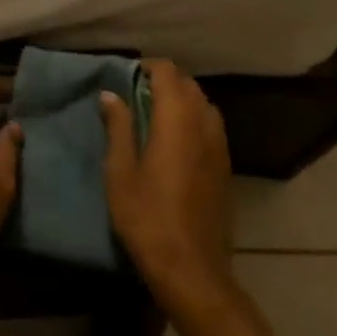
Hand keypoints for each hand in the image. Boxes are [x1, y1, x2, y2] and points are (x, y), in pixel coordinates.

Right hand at [102, 60, 233, 307]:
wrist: (191, 268)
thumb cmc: (147, 217)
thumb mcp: (120, 171)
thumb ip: (118, 127)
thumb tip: (110, 94)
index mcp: (177, 119)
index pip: (168, 72)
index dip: (147, 67)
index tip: (125, 77)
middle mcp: (204, 123)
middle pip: (188, 84)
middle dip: (163, 81)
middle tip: (134, 95)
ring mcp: (220, 144)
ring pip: (203, 104)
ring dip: (180, 100)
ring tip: (153, 116)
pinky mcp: (225, 165)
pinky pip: (210, 125)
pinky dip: (193, 119)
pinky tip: (174, 141)